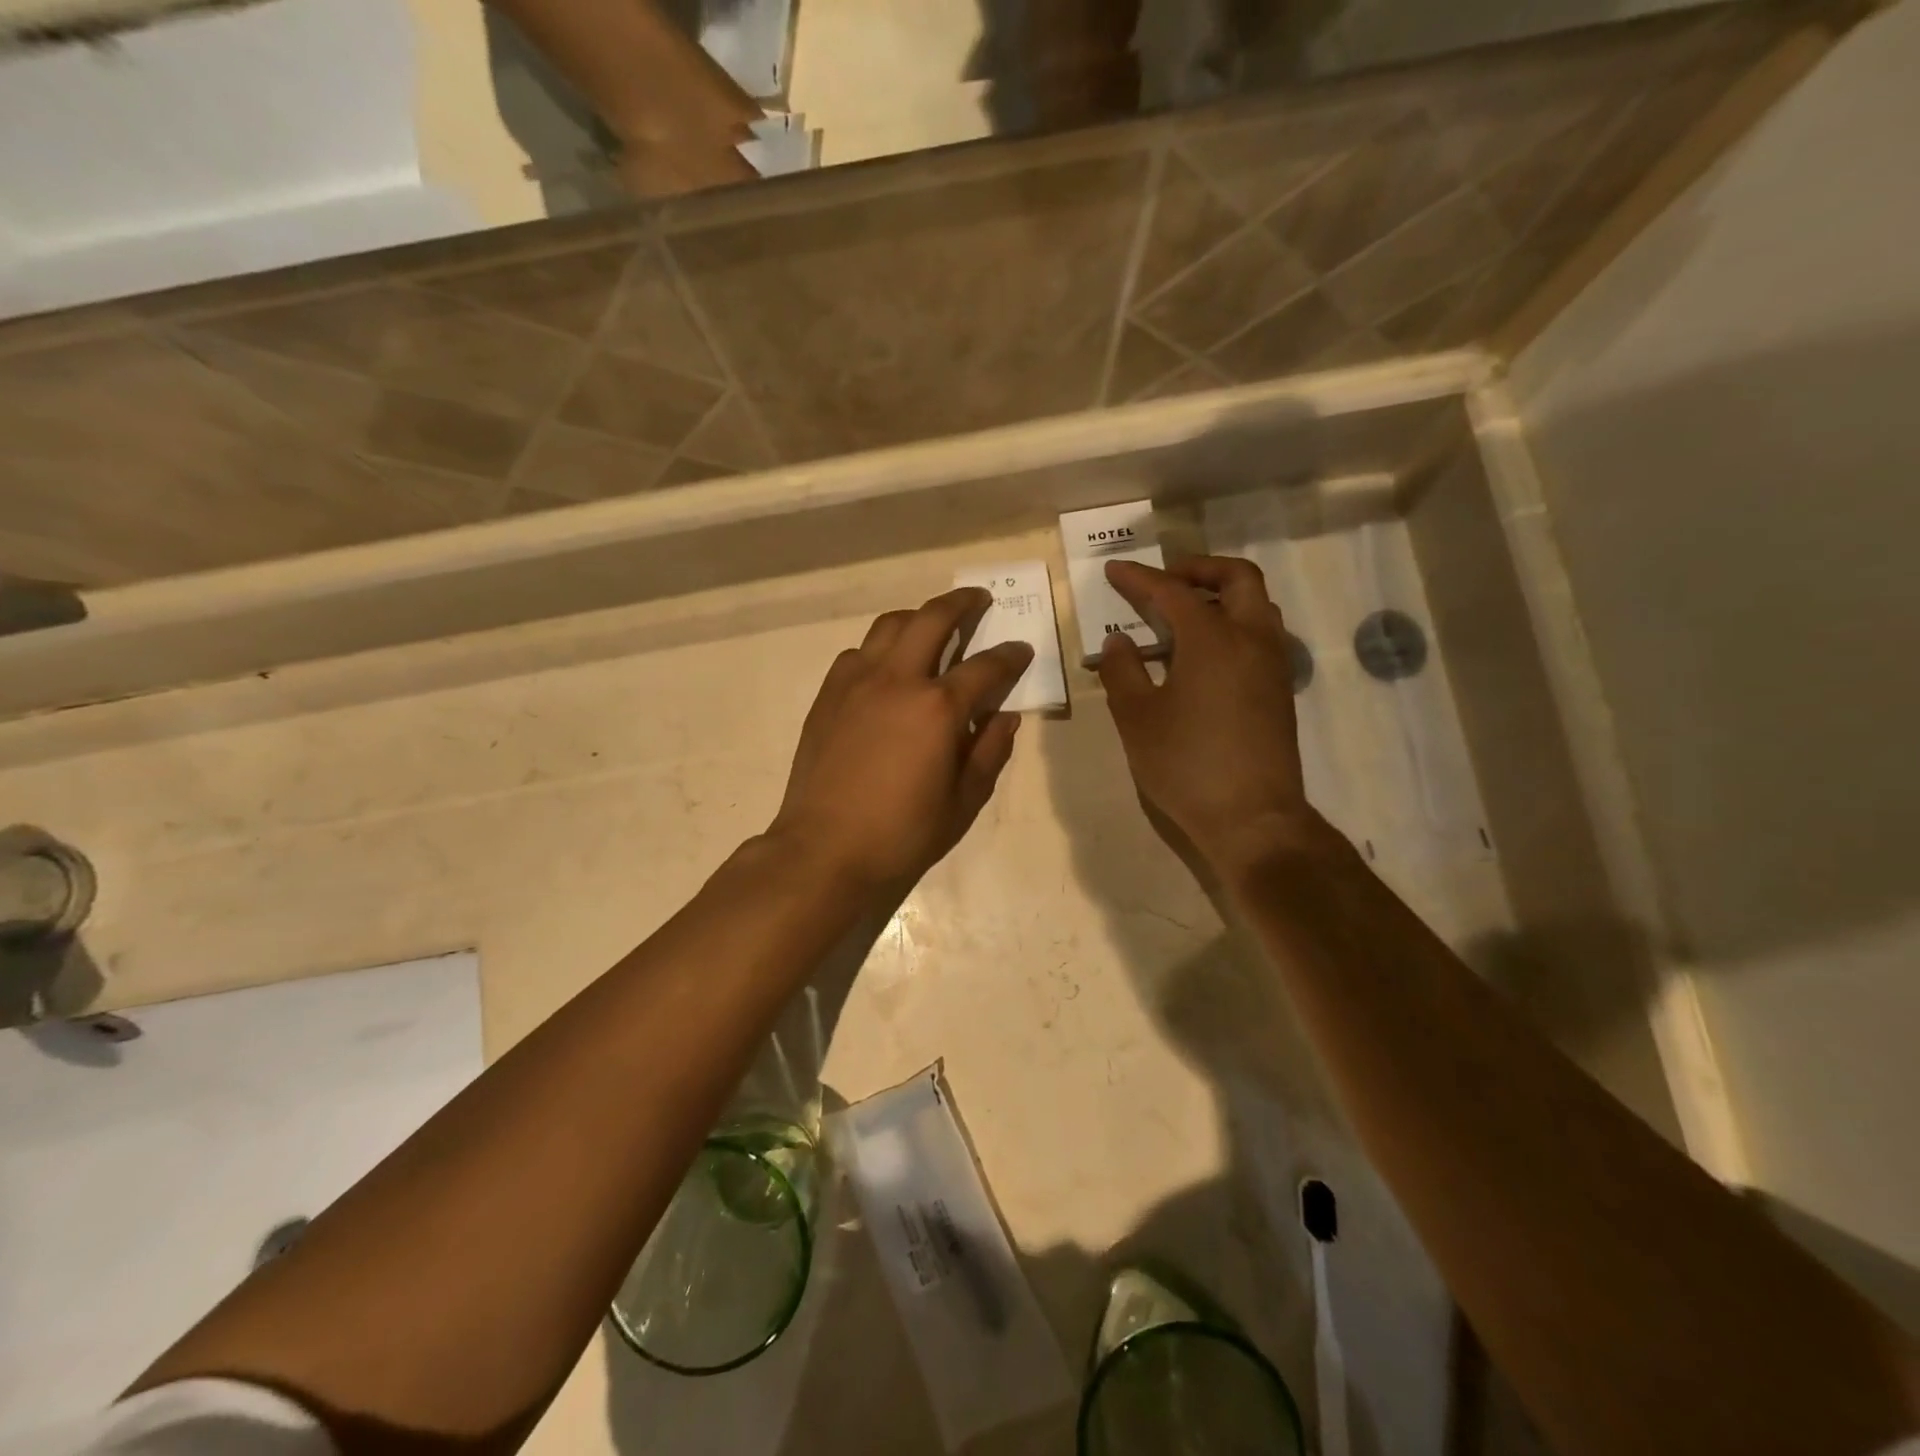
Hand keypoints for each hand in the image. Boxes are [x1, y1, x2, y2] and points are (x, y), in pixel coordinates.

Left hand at [770, 588, 1033, 893]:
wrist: (825, 850)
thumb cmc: (902, 834)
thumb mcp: (964, 802)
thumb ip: (990, 752)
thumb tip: (1005, 716)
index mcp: (938, 708)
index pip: (986, 667)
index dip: (1011, 656)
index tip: (1022, 650)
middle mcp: (897, 680)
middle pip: (933, 618)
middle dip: (962, 603)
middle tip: (979, 600)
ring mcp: (856, 682)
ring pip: (890, 625)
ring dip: (918, 617)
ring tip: (932, 626)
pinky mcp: (829, 695)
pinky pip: (859, 653)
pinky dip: (881, 649)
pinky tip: (888, 669)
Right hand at [1098, 557, 1330, 880]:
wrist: (1252, 817)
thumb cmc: (1186, 764)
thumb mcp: (1136, 718)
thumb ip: (1122, 672)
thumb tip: (1119, 641)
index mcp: (1212, 639)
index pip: (1172, 592)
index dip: (1139, 578)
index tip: (1114, 570)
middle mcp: (1251, 639)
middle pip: (1237, 578)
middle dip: (1198, 569)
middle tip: (1165, 581)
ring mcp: (1273, 664)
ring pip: (1256, 605)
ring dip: (1221, 595)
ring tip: (1183, 616)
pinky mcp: (1280, 690)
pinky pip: (1260, 635)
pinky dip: (1233, 624)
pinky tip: (1203, 655)